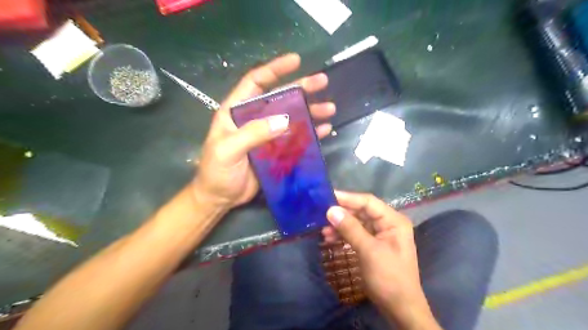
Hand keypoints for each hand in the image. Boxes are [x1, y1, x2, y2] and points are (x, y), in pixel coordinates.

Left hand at [195, 53, 335, 209]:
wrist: (220, 198)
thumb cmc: (217, 172)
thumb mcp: (228, 150)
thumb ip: (253, 134)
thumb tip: (285, 120)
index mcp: (236, 112)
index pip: (256, 82)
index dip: (274, 69)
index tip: (296, 61)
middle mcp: (253, 119)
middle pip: (280, 98)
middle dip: (301, 89)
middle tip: (323, 82)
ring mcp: (267, 135)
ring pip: (292, 117)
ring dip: (311, 111)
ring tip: (330, 109)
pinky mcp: (276, 150)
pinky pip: (296, 138)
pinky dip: (310, 132)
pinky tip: (325, 129)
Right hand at [321, 191, 440, 329]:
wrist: (400, 309)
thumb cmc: (389, 278)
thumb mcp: (369, 251)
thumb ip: (350, 229)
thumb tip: (331, 210)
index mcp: (393, 220)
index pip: (368, 202)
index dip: (347, 198)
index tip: (327, 196)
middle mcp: (387, 224)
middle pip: (361, 211)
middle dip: (342, 213)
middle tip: (321, 214)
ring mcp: (380, 235)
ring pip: (356, 223)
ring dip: (340, 225)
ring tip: (323, 231)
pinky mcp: (372, 245)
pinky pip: (356, 234)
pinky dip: (343, 235)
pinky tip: (330, 238)